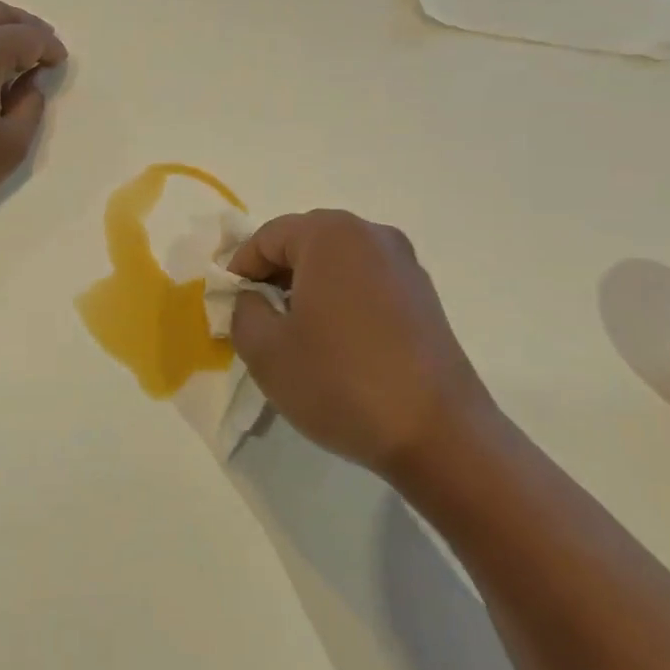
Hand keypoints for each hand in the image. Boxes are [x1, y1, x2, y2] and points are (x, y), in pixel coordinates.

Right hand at [228, 210, 495, 477]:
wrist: (440, 435)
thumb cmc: (341, 383)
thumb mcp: (266, 351)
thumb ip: (243, 311)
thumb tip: (252, 298)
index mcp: (330, 234)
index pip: (267, 237)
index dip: (240, 269)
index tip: (230, 307)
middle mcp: (370, 234)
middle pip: (304, 242)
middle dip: (275, 275)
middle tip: (259, 319)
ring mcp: (404, 263)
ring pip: (337, 262)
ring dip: (309, 288)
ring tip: (297, 334)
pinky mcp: (423, 294)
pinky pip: (366, 281)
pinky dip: (342, 299)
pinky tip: (338, 343)